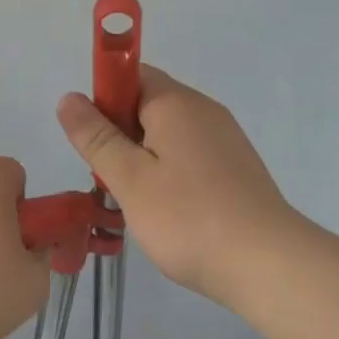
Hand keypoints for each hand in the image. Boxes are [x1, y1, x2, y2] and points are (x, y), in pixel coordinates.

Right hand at [56, 67, 296, 306]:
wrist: (269, 264)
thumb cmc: (188, 217)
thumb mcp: (129, 178)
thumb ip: (96, 136)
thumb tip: (69, 97)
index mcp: (176, 102)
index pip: (130, 74)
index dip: (103, 99)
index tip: (94, 141)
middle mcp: (203, 110)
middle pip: (148, 104)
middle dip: (120, 135)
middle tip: (109, 180)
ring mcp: (225, 139)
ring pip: (168, 135)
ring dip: (143, 159)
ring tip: (137, 203)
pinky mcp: (236, 167)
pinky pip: (190, 156)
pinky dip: (170, 174)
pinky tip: (169, 213)